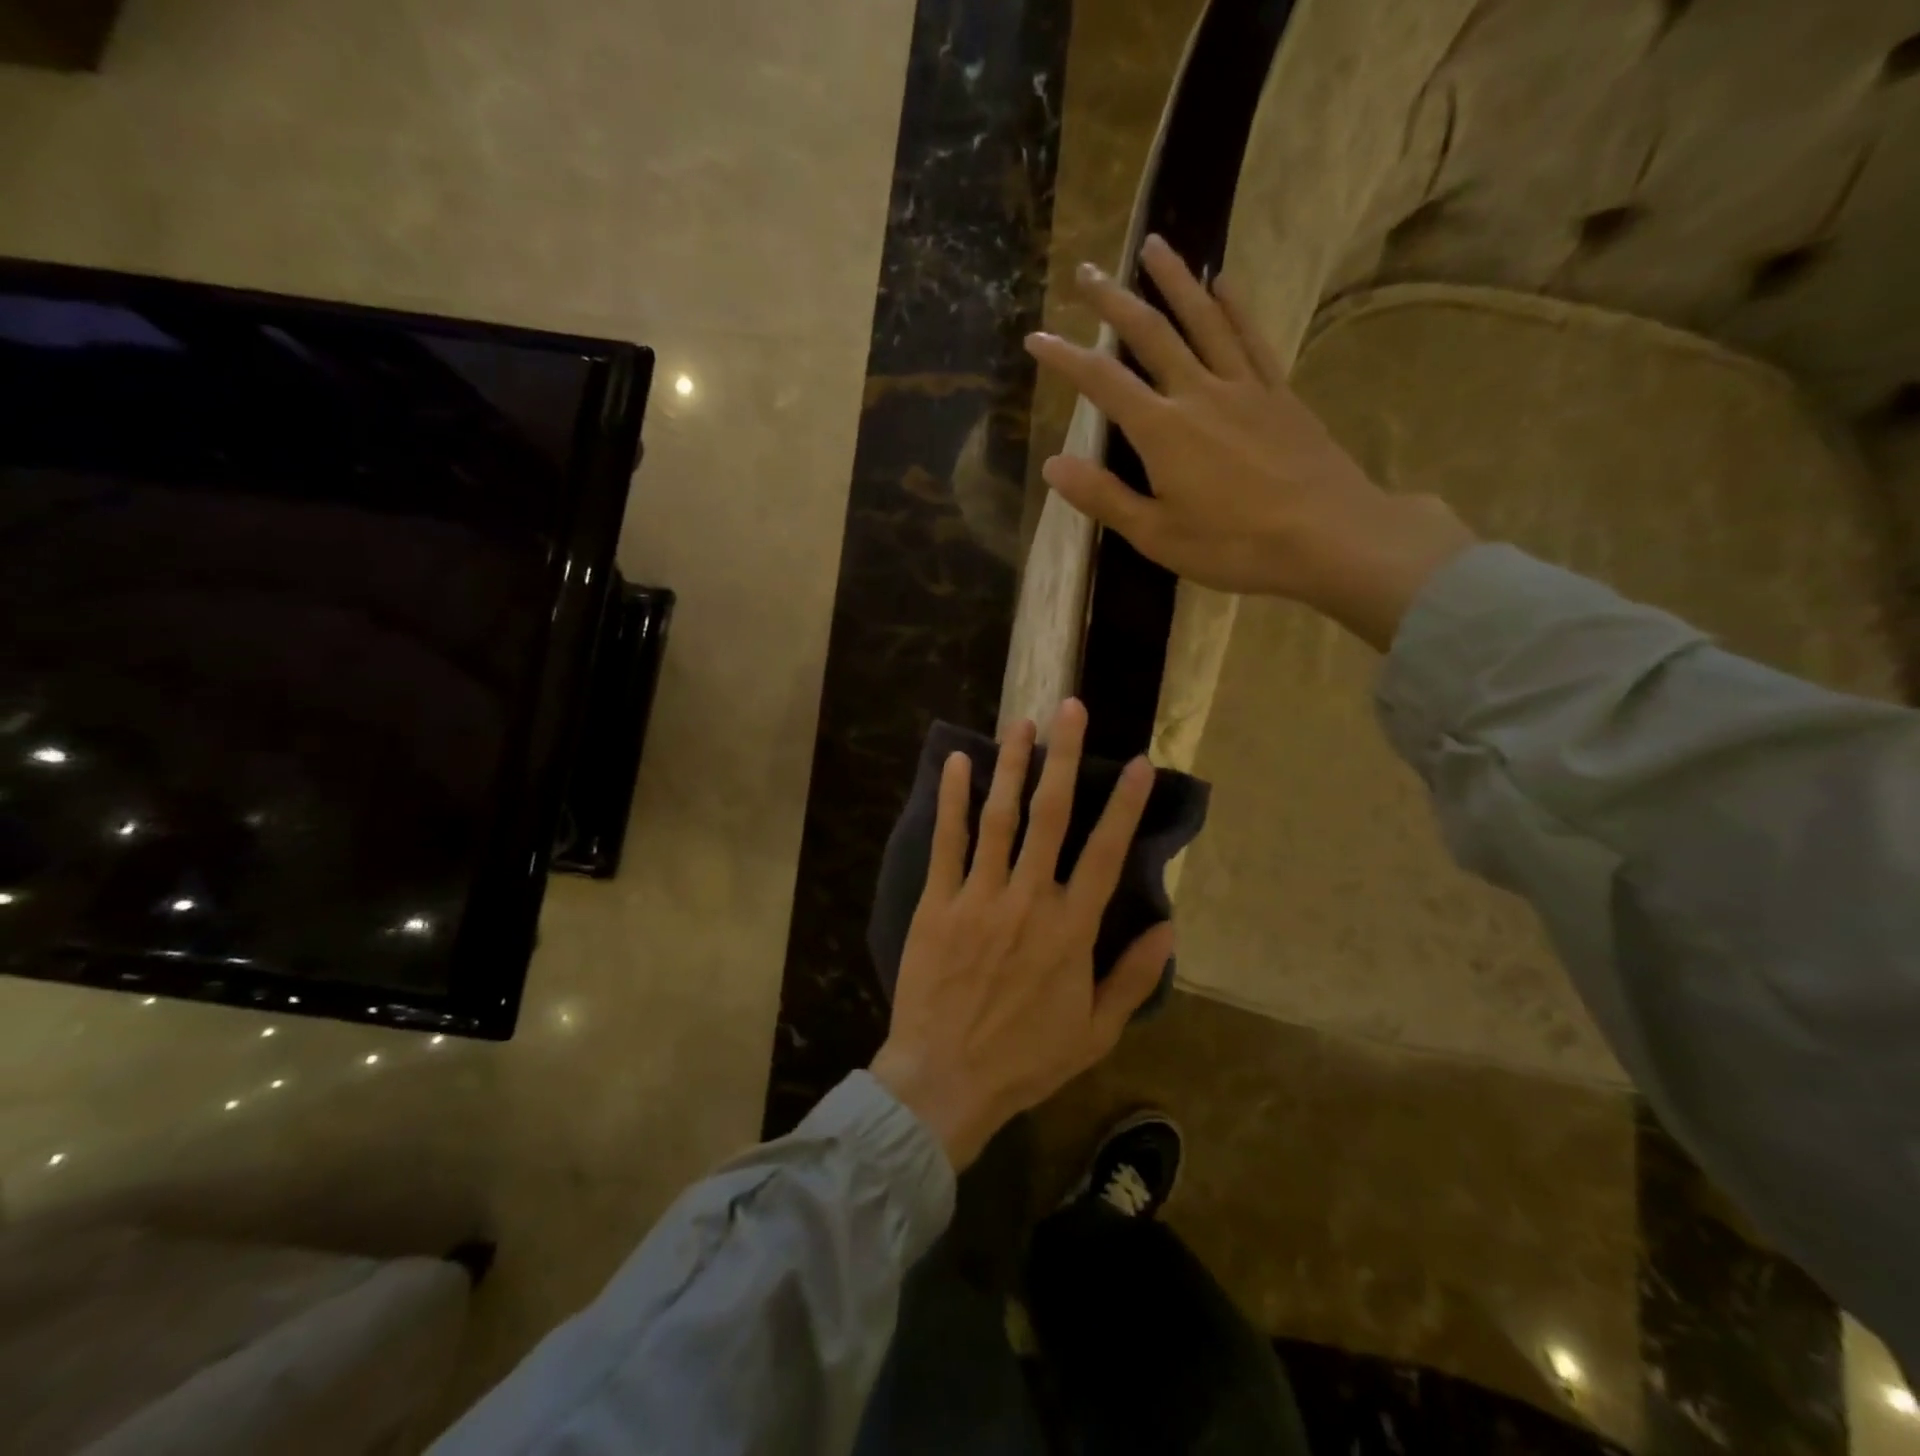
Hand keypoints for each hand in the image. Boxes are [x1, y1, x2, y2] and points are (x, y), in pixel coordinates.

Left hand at [871, 699, 1173, 1169]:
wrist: (945, 1079)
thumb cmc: (1025, 1059)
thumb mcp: (1095, 1032)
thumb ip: (1132, 977)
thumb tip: (1169, 929)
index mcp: (1071, 929)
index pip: (1105, 853)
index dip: (1124, 805)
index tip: (1139, 763)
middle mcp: (1028, 899)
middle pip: (1051, 816)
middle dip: (1063, 757)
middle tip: (1069, 709)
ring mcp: (979, 896)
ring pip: (999, 817)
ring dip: (1011, 765)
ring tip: (1021, 724)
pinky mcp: (938, 903)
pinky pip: (947, 842)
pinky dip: (953, 800)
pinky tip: (958, 763)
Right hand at [1024, 234, 1475, 650]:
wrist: (1328, 536)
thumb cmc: (1234, 545)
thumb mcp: (1157, 535)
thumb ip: (1104, 497)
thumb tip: (1052, 464)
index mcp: (1162, 431)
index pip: (1103, 382)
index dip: (1065, 358)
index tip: (1036, 337)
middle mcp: (1198, 393)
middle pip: (1151, 333)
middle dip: (1114, 301)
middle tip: (1087, 270)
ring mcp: (1243, 387)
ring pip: (1203, 320)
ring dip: (1175, 281)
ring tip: (1154, 245)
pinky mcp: (1278, 394)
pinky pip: (1251, 338)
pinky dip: (1233, 307)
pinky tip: (1223, 284)